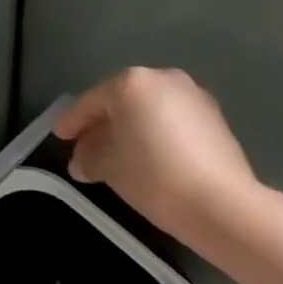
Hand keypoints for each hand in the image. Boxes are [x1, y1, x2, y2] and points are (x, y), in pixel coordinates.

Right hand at [53, 67, 264, 246]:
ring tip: (117, 156)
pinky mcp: (214, 116)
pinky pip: (172, 119)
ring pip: (148, 109)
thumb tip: (80, 161)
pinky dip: (155, 132)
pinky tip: (148, 156)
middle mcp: (162, 78)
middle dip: (102, 124)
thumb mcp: (110, 168)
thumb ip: (88, 158)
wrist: (223, 205)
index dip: (72, 122)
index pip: (91, 102)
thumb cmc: (155, 177)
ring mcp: (192, 95)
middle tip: (85, 148)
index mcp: (131, 83)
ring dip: (130, 128)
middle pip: (121, 101)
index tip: (59, 137)